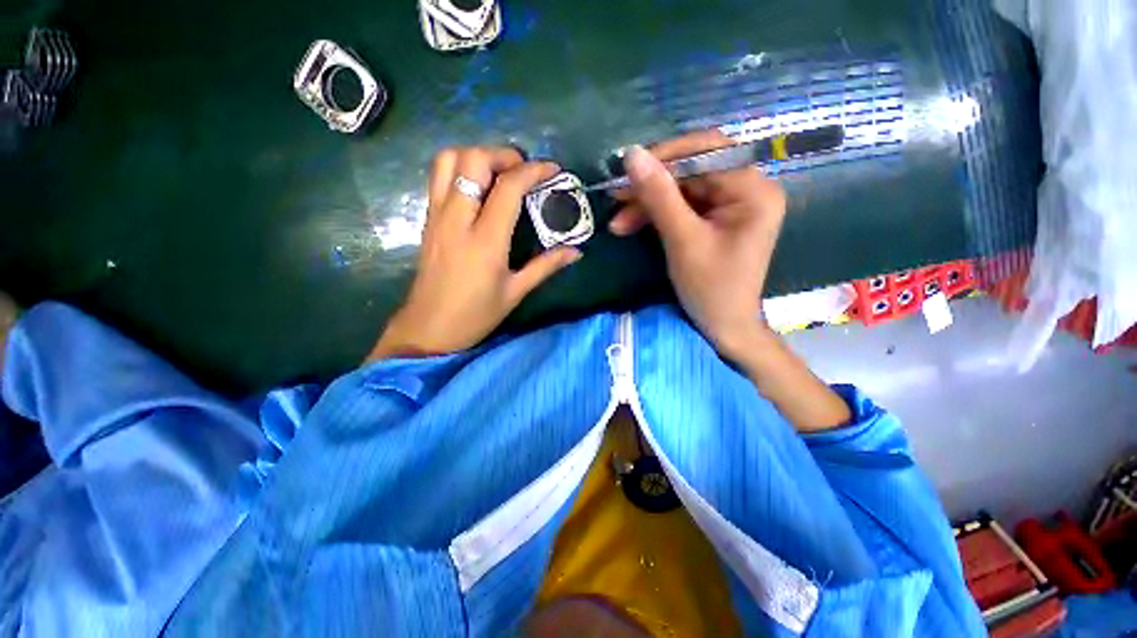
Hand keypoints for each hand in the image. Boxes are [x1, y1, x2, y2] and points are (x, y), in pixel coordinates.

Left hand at [368, 147, 581, 360]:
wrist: (429, 329)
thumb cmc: (476, 314)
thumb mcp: (516, 292)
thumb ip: (546, 266)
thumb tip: (576, 251)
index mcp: (485, 241)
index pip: (508, 188)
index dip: (533, 171)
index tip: (552, 170)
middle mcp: (457, 220)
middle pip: (473, 160)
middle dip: (503, 155)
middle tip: (523, 170)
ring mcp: (437, 217)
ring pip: (448, 160)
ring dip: (477, 156)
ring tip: (499, 172)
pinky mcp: (428, 220)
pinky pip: (438, 177)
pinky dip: (460, 167)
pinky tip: (478, 186)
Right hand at [610, 131, 786, 360]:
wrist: (722, 326)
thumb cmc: (710, 288)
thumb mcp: (683, 241)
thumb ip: (659, 196)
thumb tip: (632, 154)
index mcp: (753, 191)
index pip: (709, 151)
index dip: (666, 155)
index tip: (629, 167)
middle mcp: (746, 190)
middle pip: (692, 171)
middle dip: (651, 187)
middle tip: (615, 197)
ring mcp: (729, 206)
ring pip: (681, 190)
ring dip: (647, 204)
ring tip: (617, 223)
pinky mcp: (714, 220)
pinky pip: (681, 207)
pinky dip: (655, 216)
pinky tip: (630, 226)